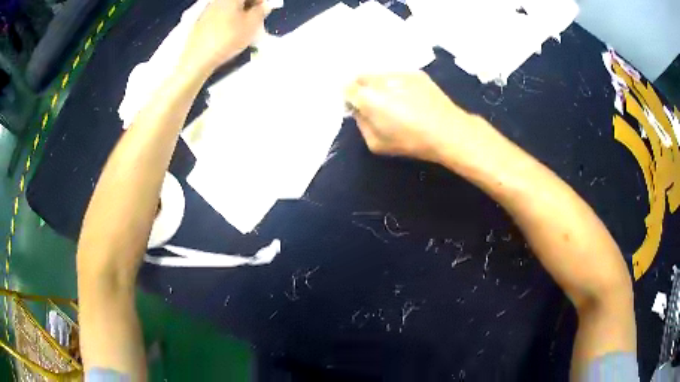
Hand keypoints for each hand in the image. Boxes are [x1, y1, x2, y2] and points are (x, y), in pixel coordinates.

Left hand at [183, 0, 267, 71]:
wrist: (197, 59)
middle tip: (256, 19)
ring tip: (244, 28)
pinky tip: (230, 33)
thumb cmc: (227, 39)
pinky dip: (227, 21)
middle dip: (249, 7)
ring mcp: (207, 11)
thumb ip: (261, 11)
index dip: (260, 1)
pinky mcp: (200, 23)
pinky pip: (219, 16)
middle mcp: (217, 1)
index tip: (265, 10)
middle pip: (237, 1)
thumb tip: (263, 6)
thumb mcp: (252, 25)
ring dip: (238, 14)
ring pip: (228, 8)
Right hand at [345, 71, 473, 162]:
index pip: (346, 88)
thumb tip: (359, 111)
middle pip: (361, 76)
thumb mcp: (376, 144)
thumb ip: (362, 124)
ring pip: (379, 74)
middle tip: (372, 103)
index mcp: (369, 98)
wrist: (448, 131)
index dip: (348, 97)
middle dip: (361, 88)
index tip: (355, 107)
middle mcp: (381, 79)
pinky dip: (395, 83)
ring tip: (392, 99)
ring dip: (378, 84)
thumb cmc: (411, 141)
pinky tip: (407, 96)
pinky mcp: (416, 73)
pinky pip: (397, 74)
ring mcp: (400, 73)